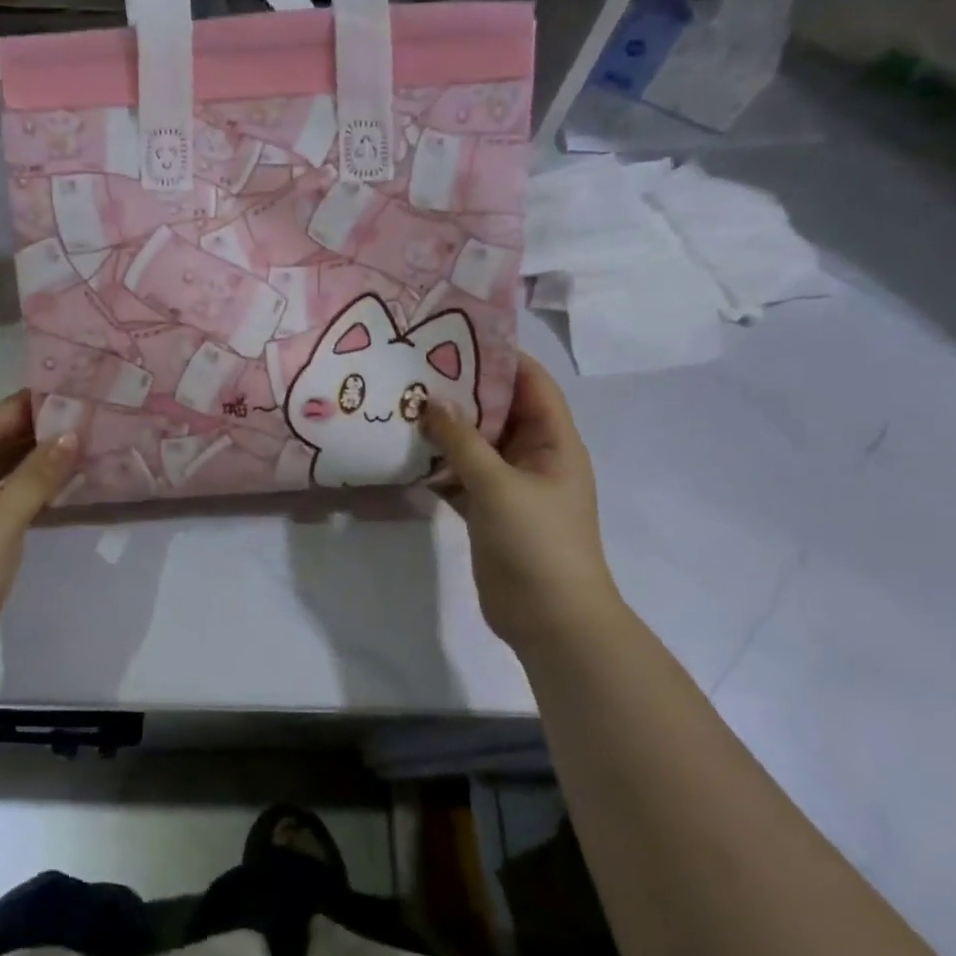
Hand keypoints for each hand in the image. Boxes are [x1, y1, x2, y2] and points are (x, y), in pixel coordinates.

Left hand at [0, 393, 77, 684]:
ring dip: (29, 461)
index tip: (65, 390)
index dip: (23, 408)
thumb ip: (37, 475)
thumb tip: (72, 435)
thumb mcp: (1, 520)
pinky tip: (55, 481)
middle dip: (30, 433)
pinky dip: (23, 489)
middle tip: (78, 415)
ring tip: (74, 441)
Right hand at [421, 353, 622, 651]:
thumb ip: (462, 441)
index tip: (455, 336)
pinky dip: (438, 465)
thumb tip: (431, 401)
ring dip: (444, 429)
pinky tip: (404, 454)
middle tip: (414, 368)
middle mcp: (534, 456)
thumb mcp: (498, 485)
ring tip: (401, 404)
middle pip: (498, 410)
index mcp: (554, 442)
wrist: (550, 619)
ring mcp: (510, 485)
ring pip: (475, 444)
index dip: (500, 357)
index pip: (531, 383)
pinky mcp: (488, 510)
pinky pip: (461, 475)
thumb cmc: (537, 542)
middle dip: (461, 391)